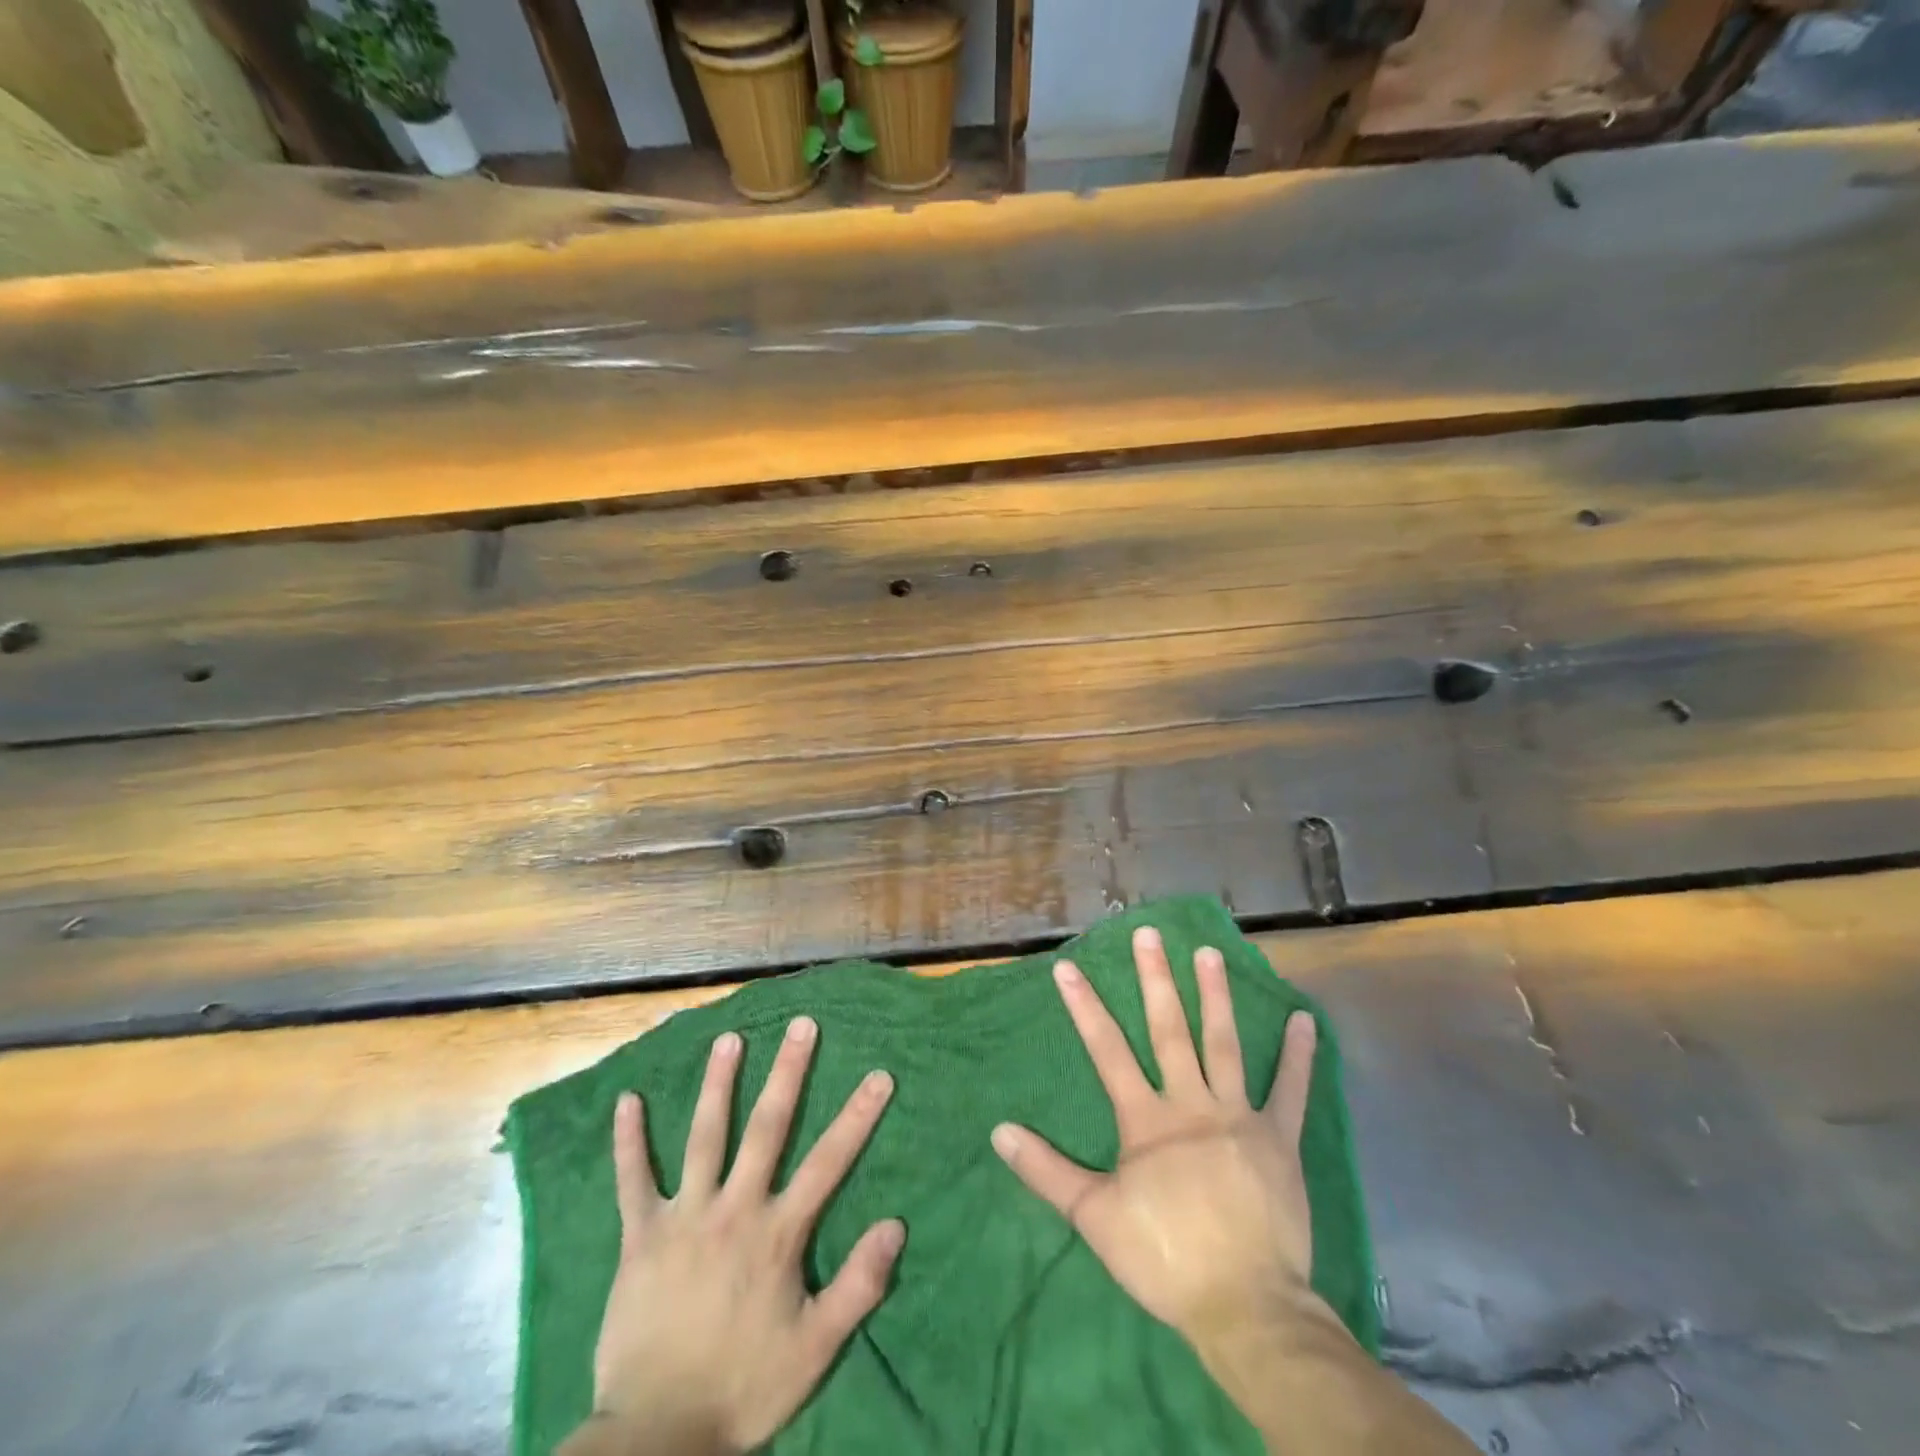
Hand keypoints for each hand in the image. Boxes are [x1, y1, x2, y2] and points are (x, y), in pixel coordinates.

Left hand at [584, 1017, 902, 1455]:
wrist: (656, 1437)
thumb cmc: (743, 1387)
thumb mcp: (815, 1348)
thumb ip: (858, 1286)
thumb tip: (896, 1225)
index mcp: (778, 1233)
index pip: (829, 1162)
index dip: (857, 1117)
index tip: (879, 1075)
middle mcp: (734, 1209)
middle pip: (768, 1128)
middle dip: (788, 1073)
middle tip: (802, 1025)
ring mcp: (684, 1217)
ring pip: (705, 1137)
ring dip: (718, 1084)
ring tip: (729, 1039)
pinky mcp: (640, 1236)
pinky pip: (632, 1181)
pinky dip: (629, 1141)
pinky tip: (627, 1100)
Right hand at [990, 927, 1322, 1346]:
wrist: (1245, 1307)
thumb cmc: (1164, 1258)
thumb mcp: (1094, 1216)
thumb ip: (1046, 1170)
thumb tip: (999, 1130)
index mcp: (1146, 1119)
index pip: (1107, 1050)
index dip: (1085, 1007)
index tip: (1068, 968)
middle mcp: (1191, 1103)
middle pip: (1169, 1030)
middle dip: (1156, 979)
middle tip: (1150, 934)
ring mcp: (1239, 1116)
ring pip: (1224, 1044)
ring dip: (1216, 996)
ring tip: (1210, 953)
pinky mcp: (1279, 1139)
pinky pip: (1291, 1091)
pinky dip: (1298, 1056)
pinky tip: (1304, 1019)